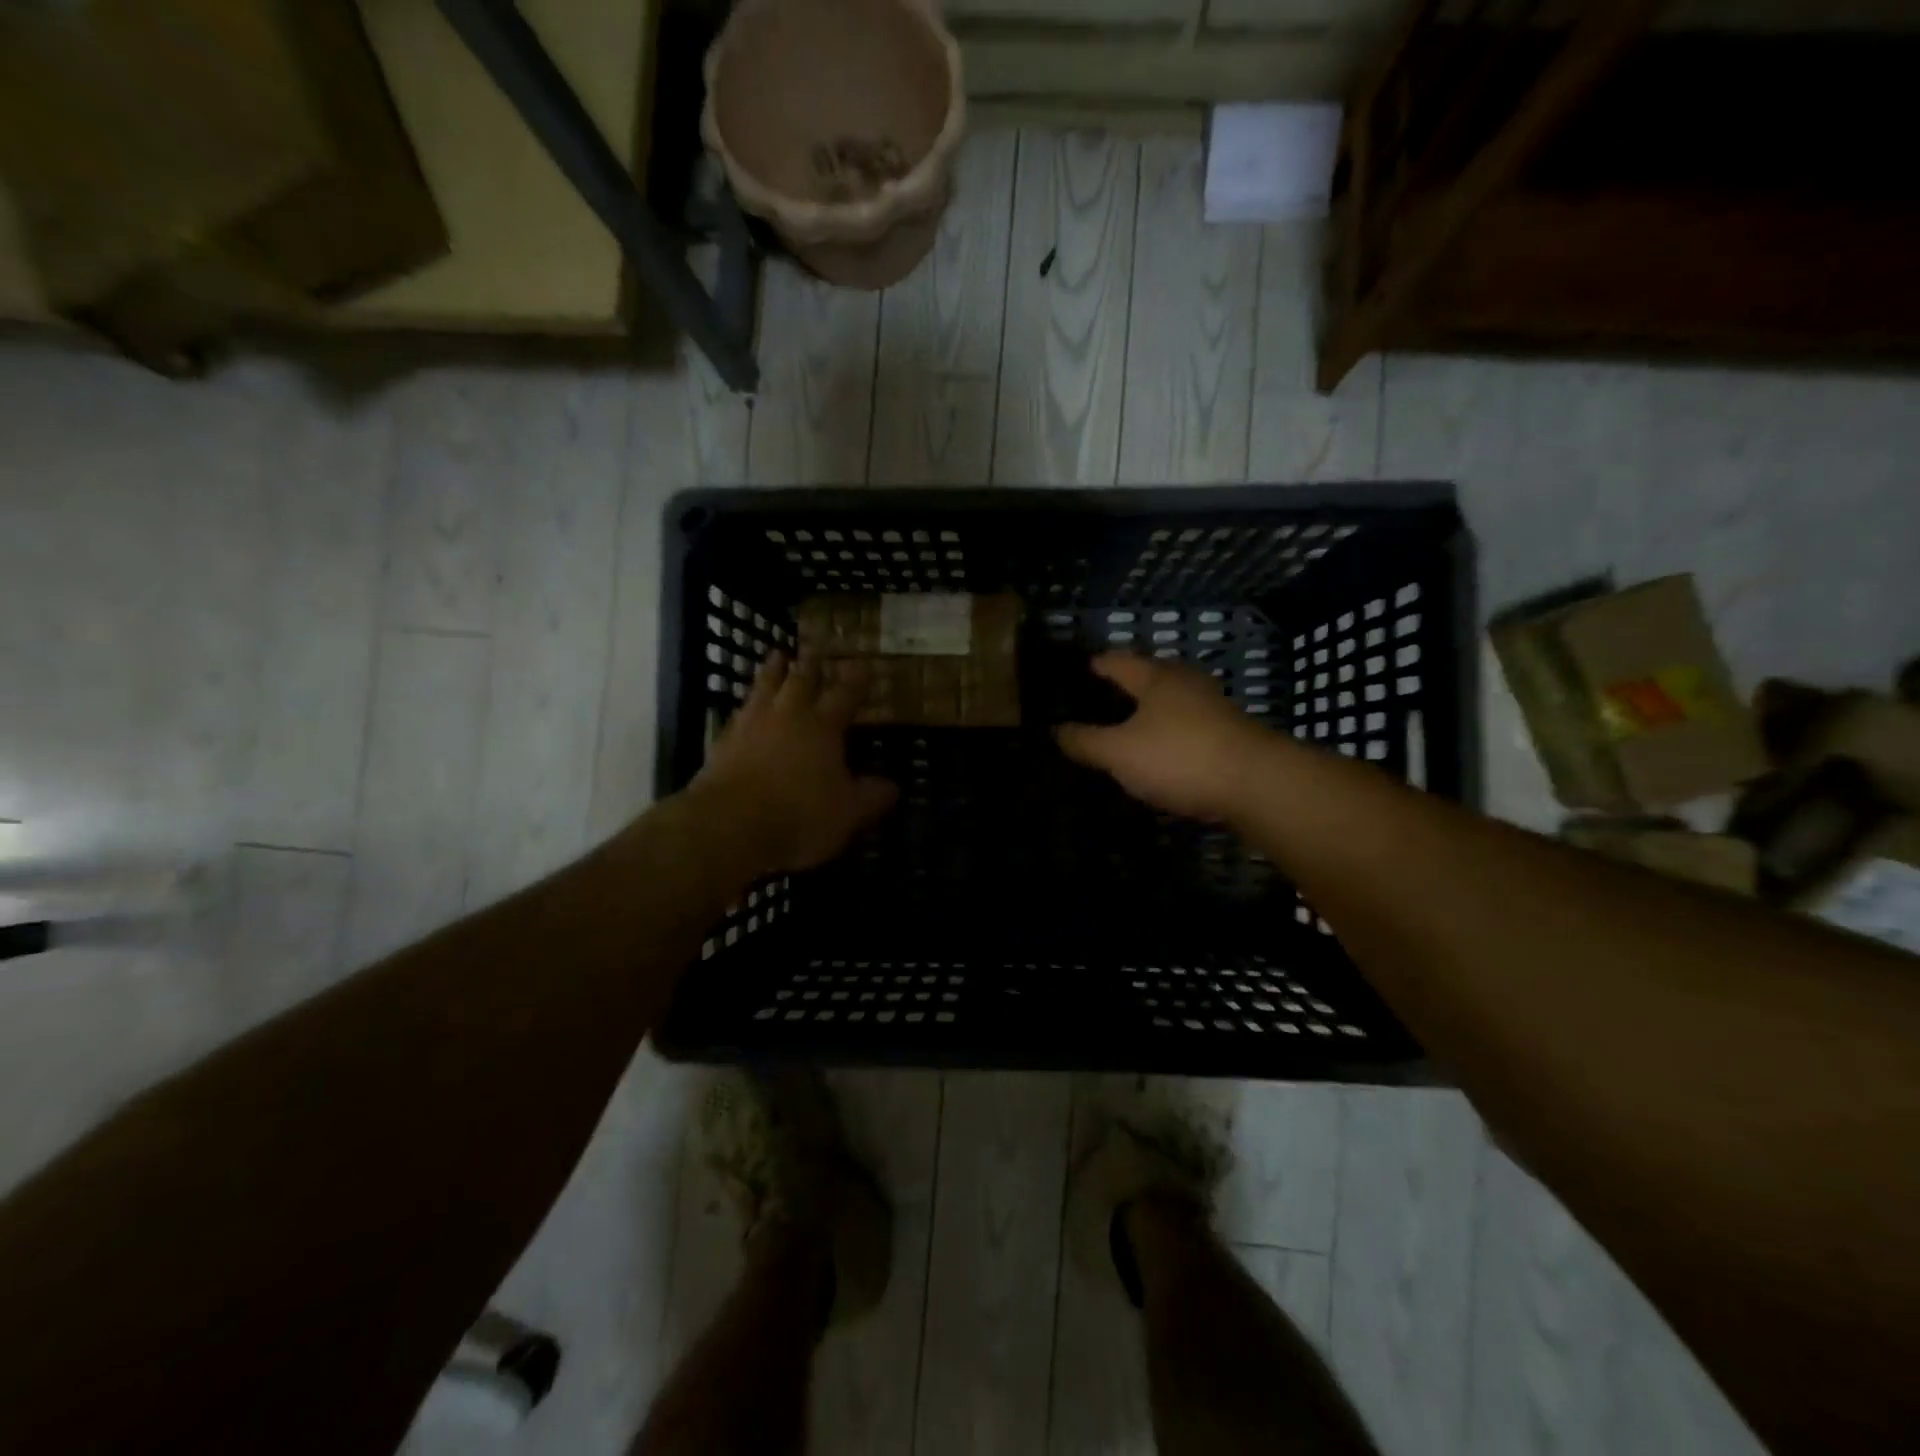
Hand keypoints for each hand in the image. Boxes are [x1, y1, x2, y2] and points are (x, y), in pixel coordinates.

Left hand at [692, 652, 898, 873]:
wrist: (728, 827)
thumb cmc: (799, 816)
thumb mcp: (848, 813)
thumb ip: (872, 796)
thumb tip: (892, 786)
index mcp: (822, 726)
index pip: (845, 694)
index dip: (857, 680)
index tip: (864, 665)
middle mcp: (787, 715)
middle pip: (800, 680)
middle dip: (811, 665)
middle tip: (816, 649)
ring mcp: (750, 725)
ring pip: (764, 686)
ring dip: (773, 670)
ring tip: (777, 656)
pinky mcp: (722, 743)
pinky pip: (738, 712)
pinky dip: (747, 704)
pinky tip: (745, 707)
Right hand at [1054, 653, 1270, 819]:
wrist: (1257, 784)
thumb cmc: (1179, 757)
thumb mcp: (1119, 752)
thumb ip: (1085, 741)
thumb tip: (1056, 730)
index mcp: (1155, 677)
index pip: (1116, 661)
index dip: (1094, 665)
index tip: (1076, 671)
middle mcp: (1185, 682)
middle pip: (1147, 676)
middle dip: (1123, 686)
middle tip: (1094, 701)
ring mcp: (1211, 707)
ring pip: (1169, 702)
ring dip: (1147, 711)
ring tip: (1122, 727)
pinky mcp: (1228, 733)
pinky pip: (1186, 725)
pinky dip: (1166, 733)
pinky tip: (1157, 751)